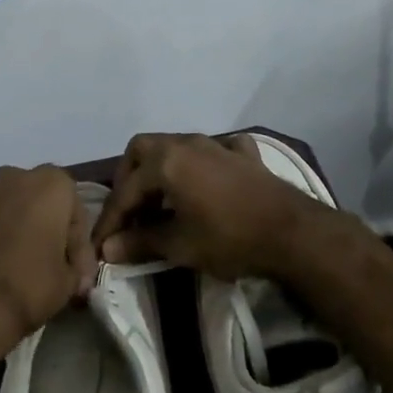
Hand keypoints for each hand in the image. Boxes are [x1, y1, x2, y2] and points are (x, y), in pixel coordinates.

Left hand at [0, 164, 96, 366]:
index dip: (75, 240)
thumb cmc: (24, 291)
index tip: (72, 269)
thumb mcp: (67, 284)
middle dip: (35, 222)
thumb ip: (74, 266)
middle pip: (30, 196)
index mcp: (50, 185)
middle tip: (35, 260)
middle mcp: (10, 175)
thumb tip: (73, 271)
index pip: (72, 207)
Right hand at [94, 133, 340, 279]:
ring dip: (160, 171)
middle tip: (128, 212)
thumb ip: (141, 242)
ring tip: (160, 204)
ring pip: (175, 146)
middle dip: (129, 179)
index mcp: (166, 161)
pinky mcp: (243, 153)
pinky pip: (212, 150)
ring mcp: (217, 144)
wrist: (292, 231)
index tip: (100, 244)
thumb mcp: (180, 245)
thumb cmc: (229, 237)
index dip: (110, 219)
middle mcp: (187, 143)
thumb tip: (108, 248)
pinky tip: (205, 183)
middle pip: (143, 149)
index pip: (126, 190)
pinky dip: (201, 165)